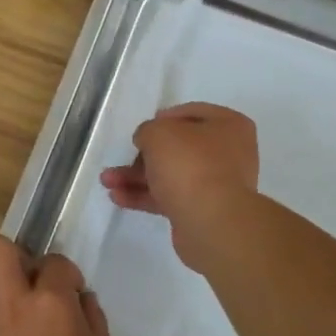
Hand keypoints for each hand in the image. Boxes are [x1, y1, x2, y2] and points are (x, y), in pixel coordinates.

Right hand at [99, 103, 259, 266]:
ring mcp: (217, 184)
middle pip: (179, 148)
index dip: (164, 118)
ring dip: (137, 177)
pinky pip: (170, 197)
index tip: (143, 129)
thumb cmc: (190, 164)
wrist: (212, 222)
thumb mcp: (159, 133)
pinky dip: (145, 196)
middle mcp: (228, 153)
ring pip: (171, 174)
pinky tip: (118, 197)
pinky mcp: (203, 210)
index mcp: (229, 126)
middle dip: (143, 155)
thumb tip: (148, 141)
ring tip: (107, 181)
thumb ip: (147, 130)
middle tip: (121, 158)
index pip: (192, 113)